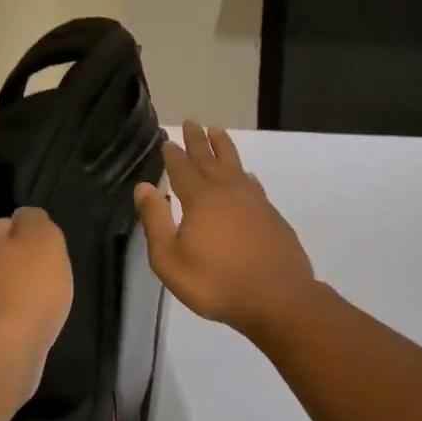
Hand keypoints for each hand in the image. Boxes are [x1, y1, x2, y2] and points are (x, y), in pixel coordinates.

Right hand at [133, 122, 318, 339]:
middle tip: (193, 122)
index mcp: (200, 199)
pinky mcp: (272, 215)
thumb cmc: (216, 282)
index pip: (182, 169)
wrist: (277, 298)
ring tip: (218, 132)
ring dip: (224, 148)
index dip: (174, 155)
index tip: (169, 140)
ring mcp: (254, 201)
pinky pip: (253, 184)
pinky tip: (247, 177)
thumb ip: (155, 221)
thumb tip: (144, 187)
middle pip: (210, 159)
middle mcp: (227, 191)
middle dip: (198, 141)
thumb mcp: (170, 260)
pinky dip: (245, 175)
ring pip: (235, 165)